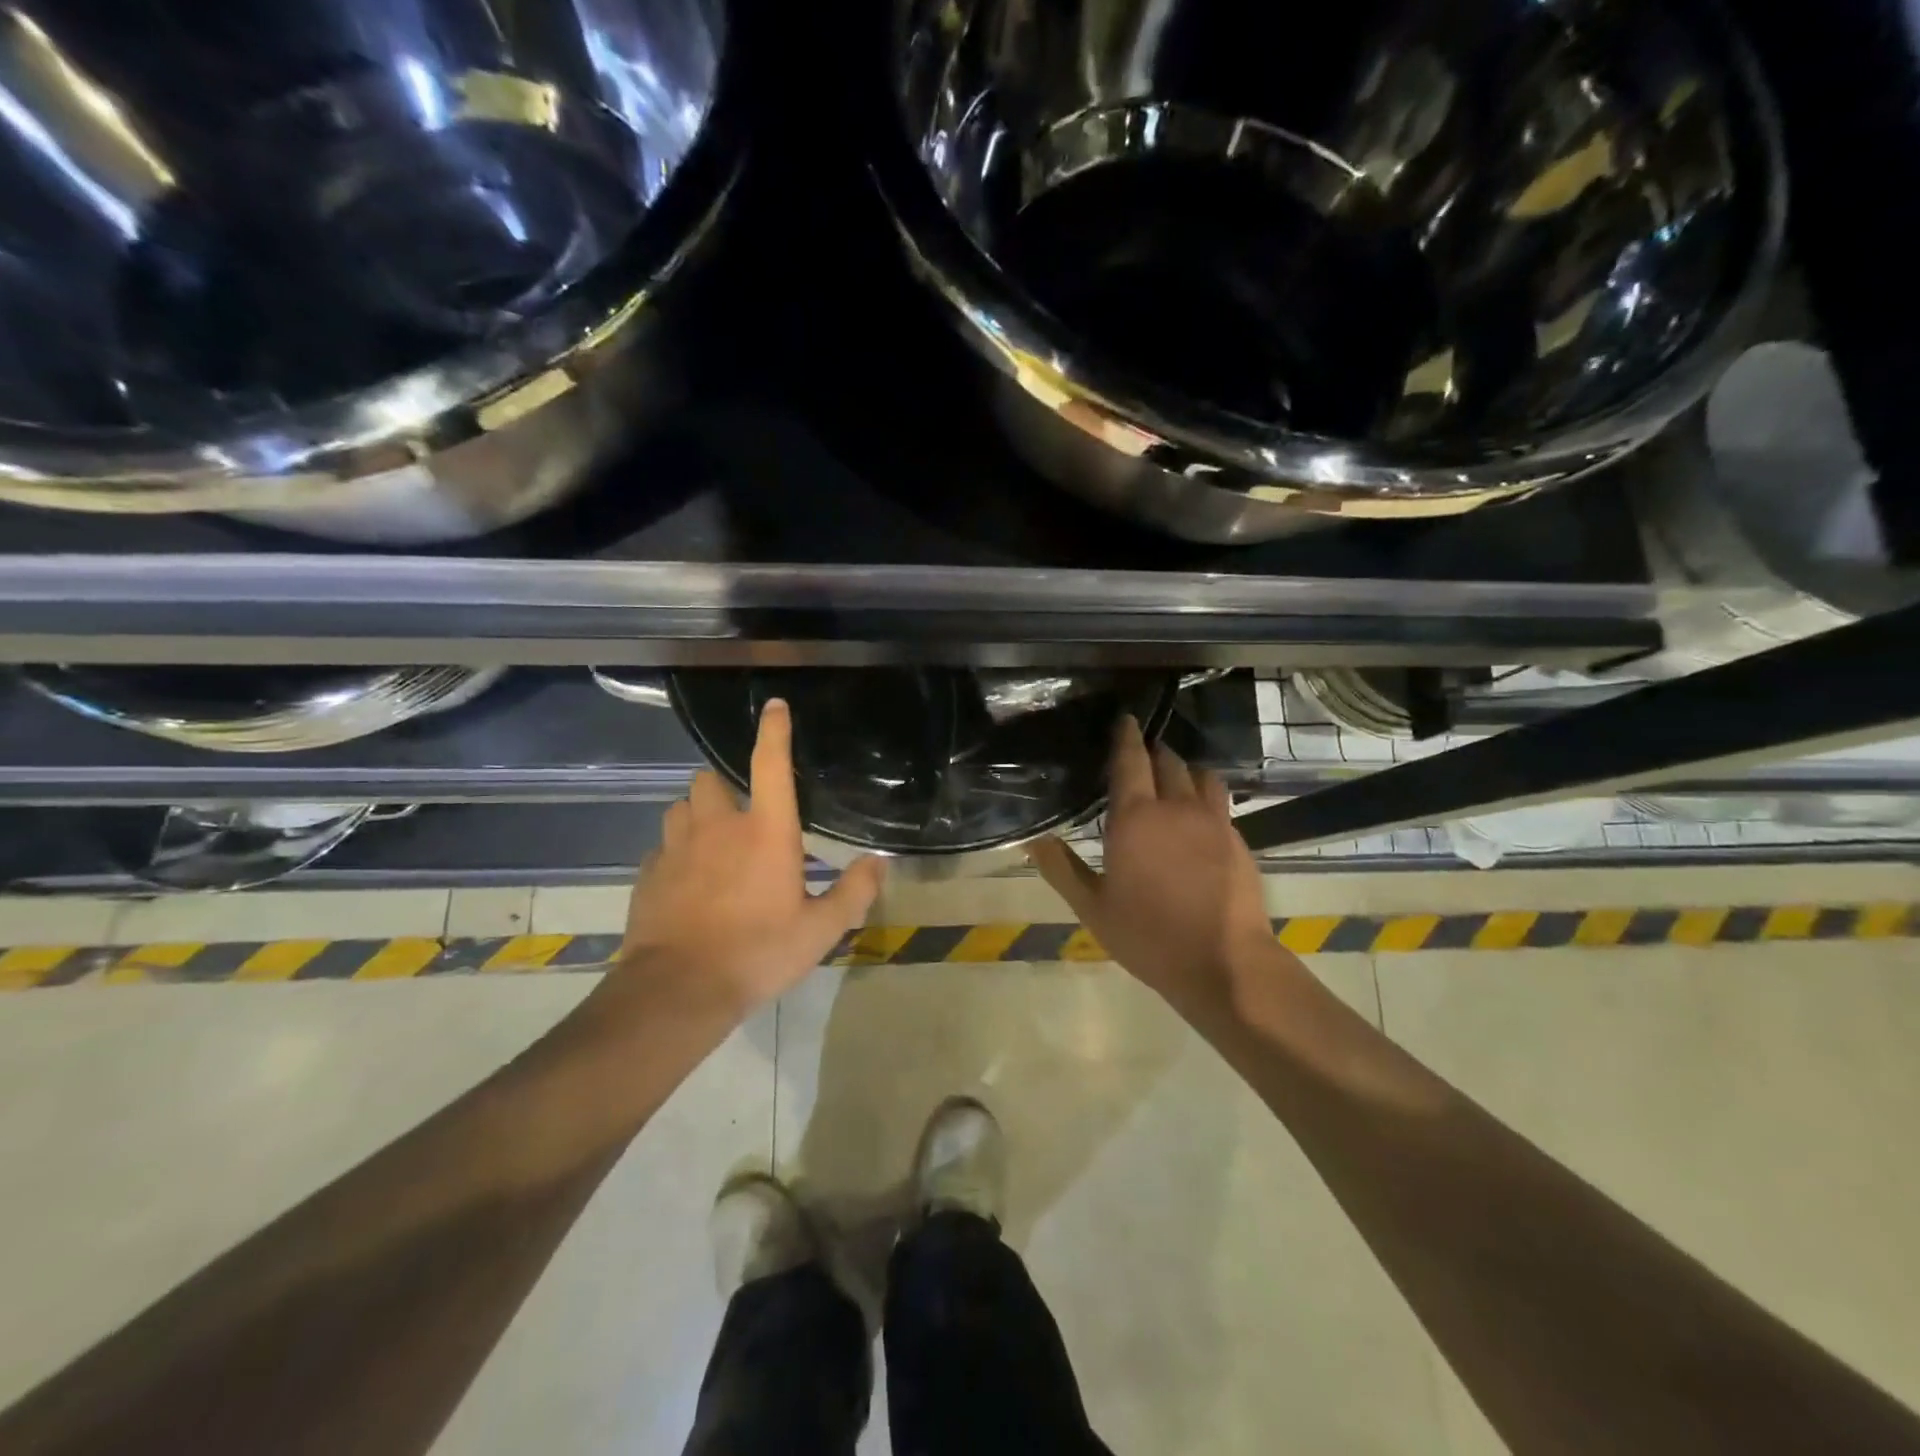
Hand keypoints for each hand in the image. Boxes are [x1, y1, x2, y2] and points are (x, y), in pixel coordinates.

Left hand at [607, 698, 885, 1022]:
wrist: (678, 990)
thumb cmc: (757, 953)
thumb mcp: (819, 931)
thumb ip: (853, 892)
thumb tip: (879, 863)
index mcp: (765, 832)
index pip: (770, 765)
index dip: (774, 731)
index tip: (774, 706)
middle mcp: (718, 827)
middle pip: (710, 779)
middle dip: (724, 787)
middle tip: (741, 815)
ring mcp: (677, 848)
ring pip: (681, 807)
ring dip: (697, 814)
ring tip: (712, 842)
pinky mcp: (649, 873)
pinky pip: (662, 846)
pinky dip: (676, 852)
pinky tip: (687, 879)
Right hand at [1030, 716, 1277, 1023]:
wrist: (1225, 964)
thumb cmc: (1149, 936)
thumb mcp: (1093, 908)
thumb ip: (1062, 869)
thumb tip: (1034, 839)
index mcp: (1136, 818)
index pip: (1131, 761)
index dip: (1126, 736)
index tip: (1125, 719)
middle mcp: (1177, 808)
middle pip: (1168, 761)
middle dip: (1155, 751)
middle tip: (1143, 752)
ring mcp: (1214, 821)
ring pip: (1201, 776)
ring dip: (1185, 769)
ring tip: (1175, 778)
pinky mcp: (1239, 840)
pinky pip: (1220, 802)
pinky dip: (1206, 796)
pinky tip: (1199, 816)